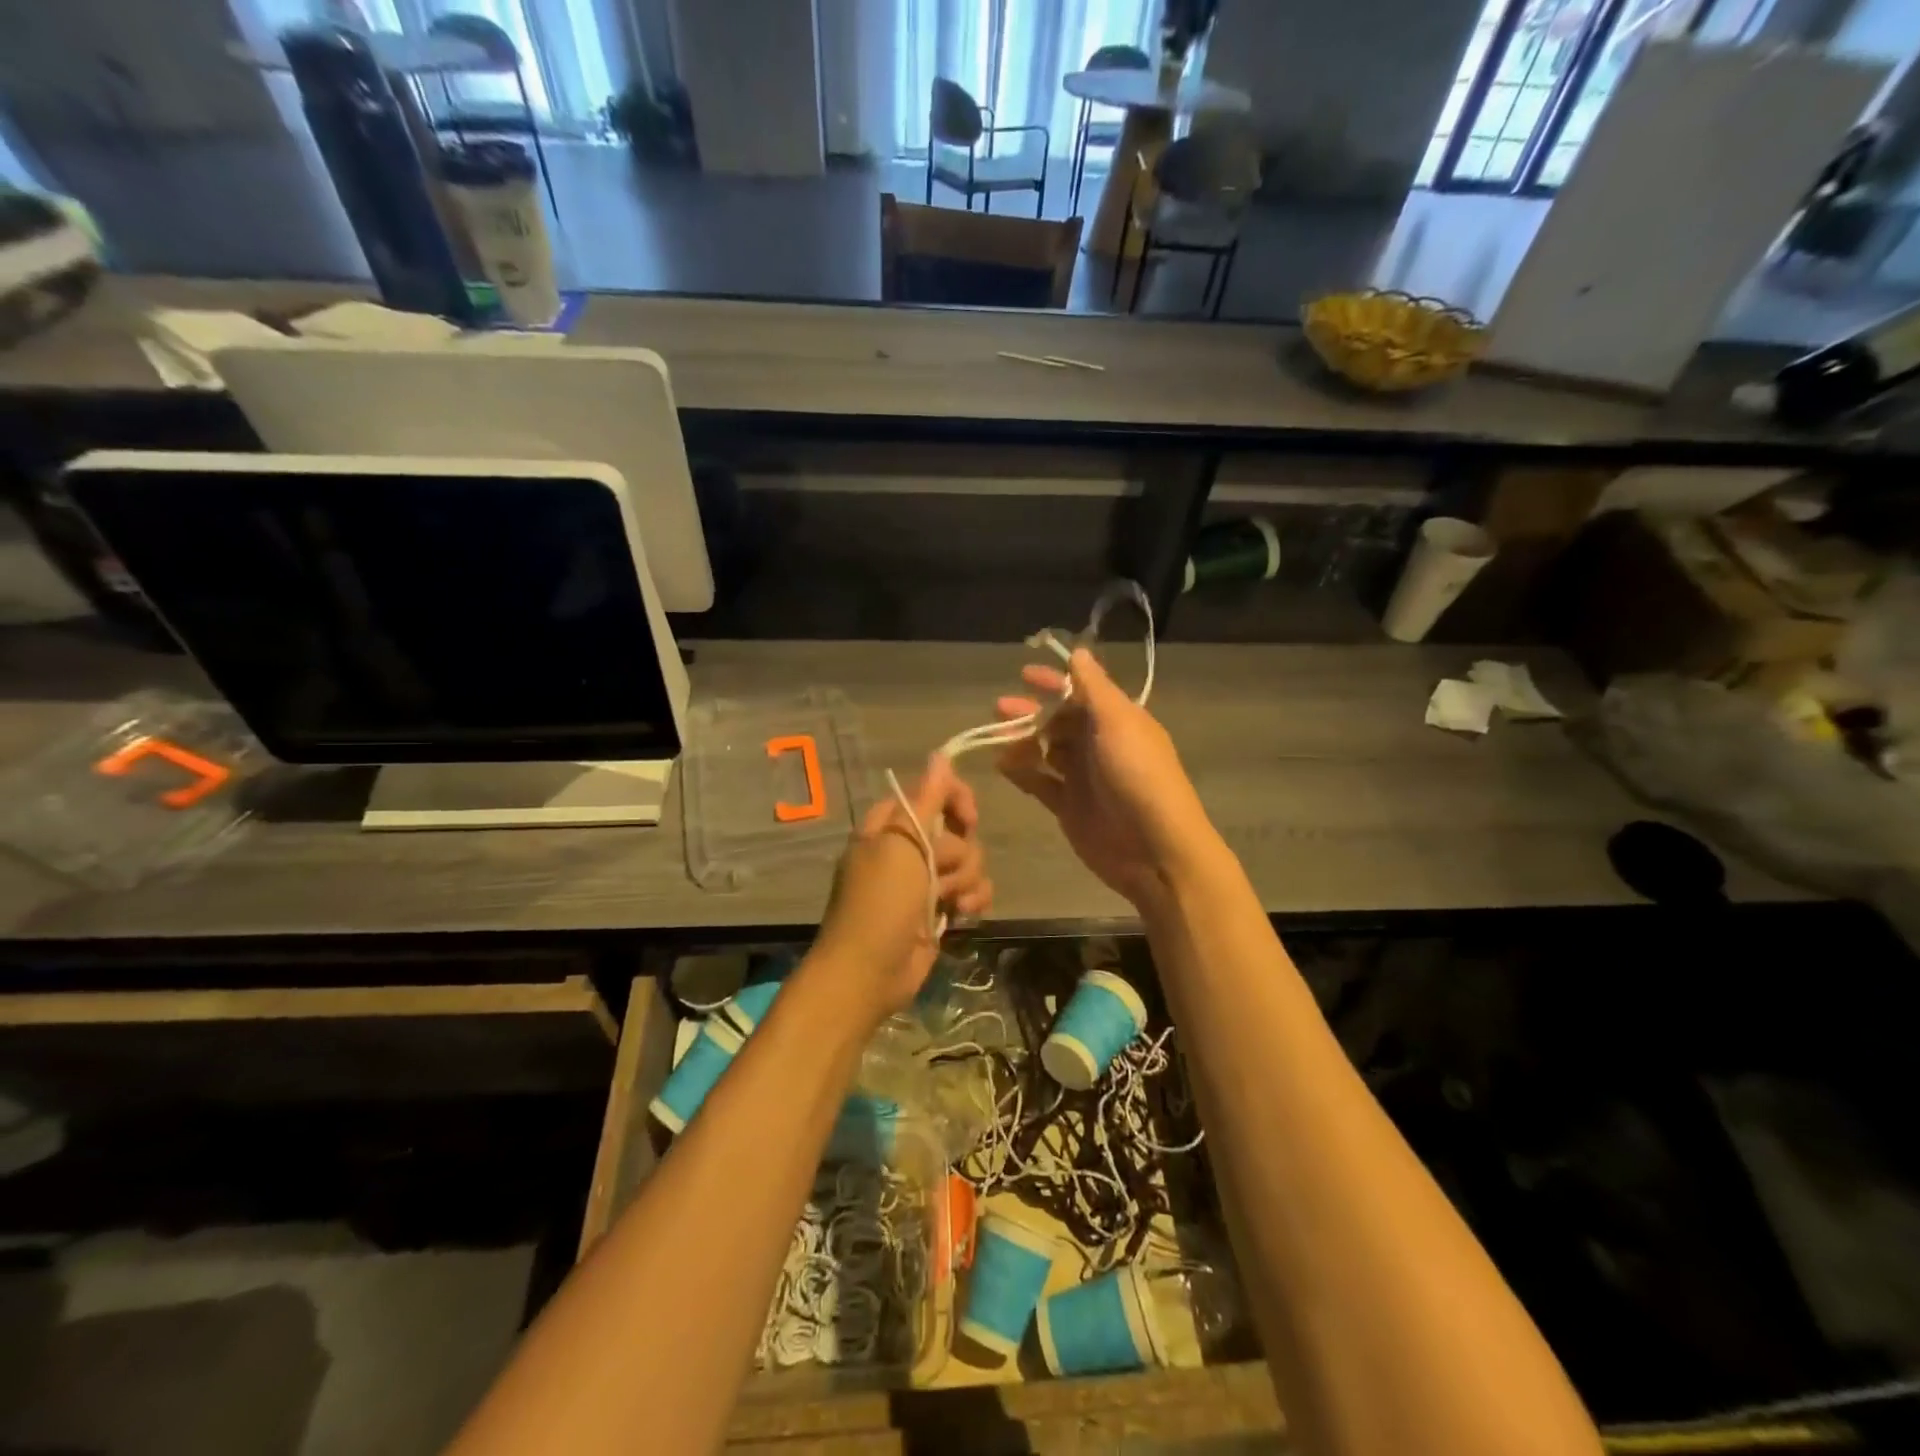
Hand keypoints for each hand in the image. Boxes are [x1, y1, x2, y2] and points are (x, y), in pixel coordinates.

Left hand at [811, 754, 989, 1019]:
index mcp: (890, 827)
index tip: (969, 817)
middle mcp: (908, 849)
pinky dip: (973, 900)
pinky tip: (965, 914)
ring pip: (969, 862)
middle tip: (941, 872)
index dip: (955, 799)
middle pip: (957, 831)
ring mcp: (925, 882)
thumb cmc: (880, 902)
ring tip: (950, 902)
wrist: (869, 972)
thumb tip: (940, 754)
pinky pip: (973, 891)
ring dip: (966, 880)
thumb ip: (926, 799)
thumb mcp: (901, 843)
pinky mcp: (940, 910)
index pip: (932, 793)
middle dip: (959, 853)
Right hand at [998, 647, 1217, 909]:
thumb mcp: (1118, 722)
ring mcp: (1082, 777)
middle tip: (1000, 708)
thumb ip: (1094, 687)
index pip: (1081, 692)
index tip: (1024, 674)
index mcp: (1117, 720)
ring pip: (1045, 750)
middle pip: (1058, 720)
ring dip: (1022, 740)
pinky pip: (1039, 782)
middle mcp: (1099, 745)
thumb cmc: (1138, 775)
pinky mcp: (1068, 806)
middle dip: (1030, 712)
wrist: (1153, 849)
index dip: (1054, 681)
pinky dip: (1021, 772)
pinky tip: (1001, 764)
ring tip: (996, 738)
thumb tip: (1078, 652)